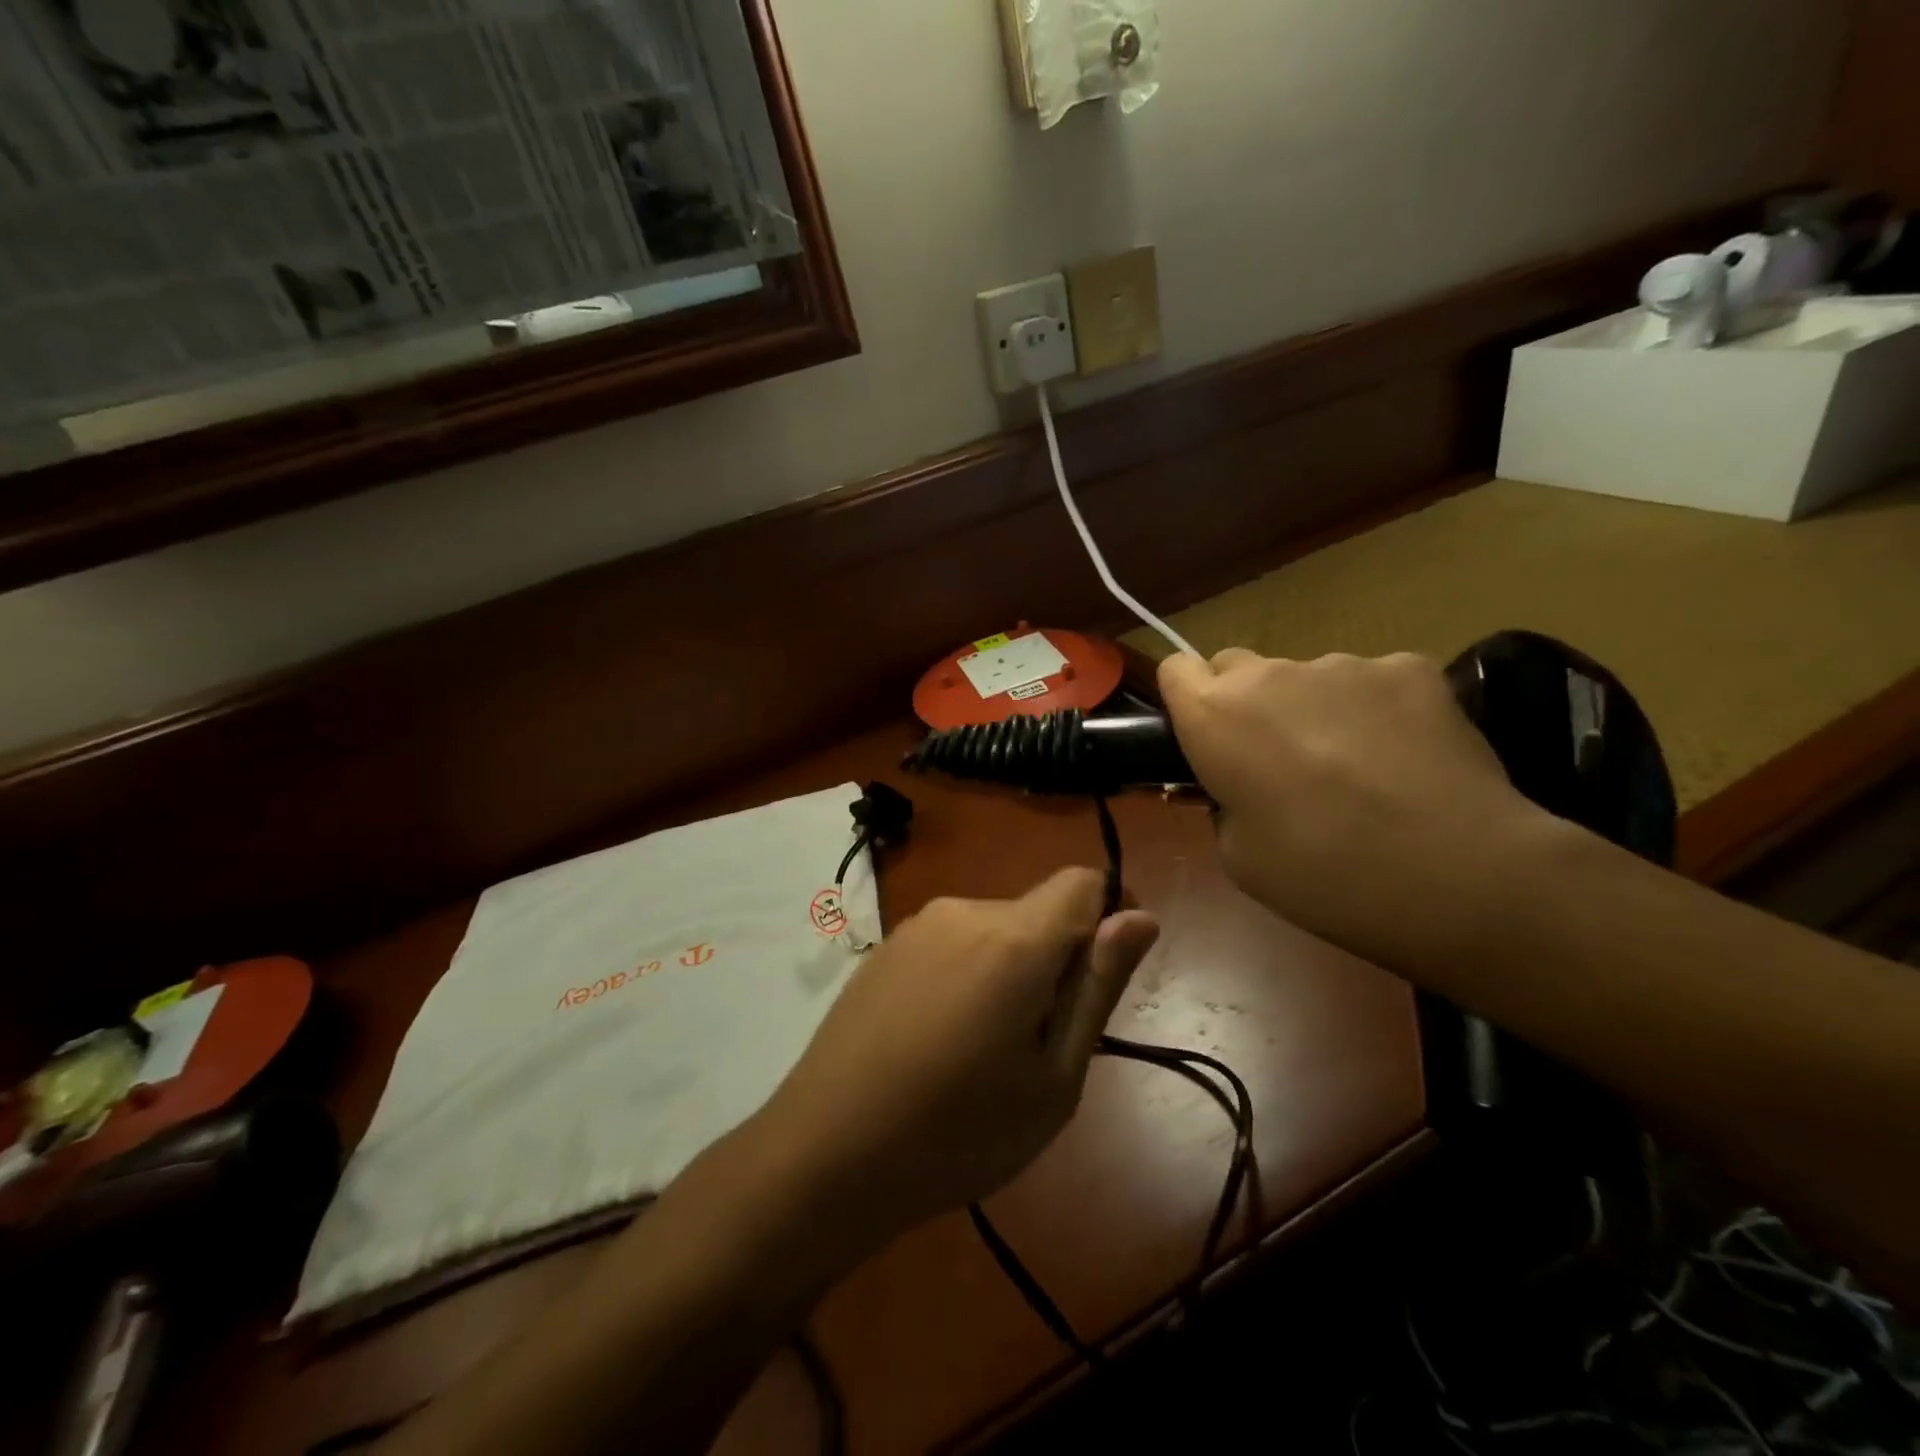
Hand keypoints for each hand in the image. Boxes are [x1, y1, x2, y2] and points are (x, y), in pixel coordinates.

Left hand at [761, 869, 1159, 1238]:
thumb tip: (1140, 916)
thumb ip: (1098, 987)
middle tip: (1036, 1047)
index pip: (1083, 882)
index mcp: (1013, 939)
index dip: (1109, 917)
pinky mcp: (884, 948)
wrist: (825, 1154)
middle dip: (1056, 962)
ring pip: (994, 931)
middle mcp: (963, 911)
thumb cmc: (958, 1133)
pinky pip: (951, 945)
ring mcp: (916, 926)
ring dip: (1009, 972)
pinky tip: (935, 1041)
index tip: (1102, 981)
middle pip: (1037, 913)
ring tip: (982, 1053)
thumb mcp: (1053, 1078)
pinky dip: (966, 976)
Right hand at [1159, 649, 1549, 971]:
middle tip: (1277, 761)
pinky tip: (1405, 758)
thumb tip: (1244, 786)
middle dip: (1245, 703)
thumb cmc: (1323, 875)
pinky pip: (1371, 681)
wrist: (1457, 874)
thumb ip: (1224, 803)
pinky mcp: (1409, 667)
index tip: (1204, 737)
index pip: (1176, 669)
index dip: (1187, 700)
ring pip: (1307, 677)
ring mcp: (1344, 664)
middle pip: (1237, 666)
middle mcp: (1270, 674)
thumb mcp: (1238, 856)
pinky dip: (1376, 710)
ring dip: (1314, 708)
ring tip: (1357, 769)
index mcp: (1215, 716)